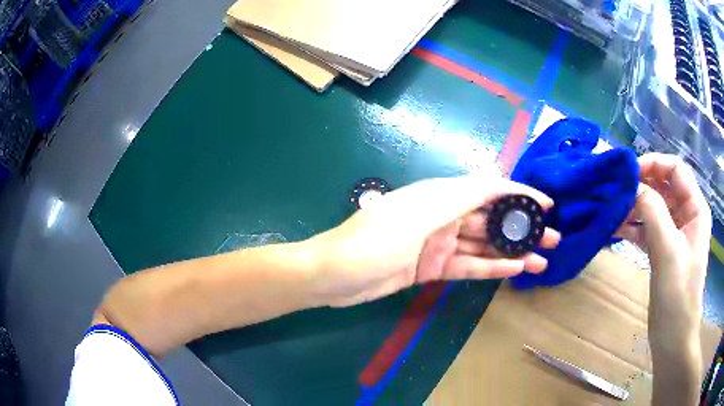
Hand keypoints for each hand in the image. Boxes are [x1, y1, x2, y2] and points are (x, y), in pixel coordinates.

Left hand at [308, 176, 560, 306]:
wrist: (335, 275)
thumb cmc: (373, 241)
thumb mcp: (419, 214)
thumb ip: (460, 197)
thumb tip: (497, 180)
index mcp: (439, 195)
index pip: (488, 189)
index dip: (519, 194)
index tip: (547, 203)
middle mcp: (443, 216)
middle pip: (491, 219)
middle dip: (522, 227)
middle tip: (553, 237)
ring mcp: (438, 244)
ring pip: (484, 245)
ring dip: (513, 252)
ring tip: (542, 259)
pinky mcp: (432, 268)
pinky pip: (468, 266)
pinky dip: (492, 268)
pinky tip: (516, 270)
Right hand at [615, 153, 710, 404]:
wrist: (672, 337)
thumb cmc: (678, 295)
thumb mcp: (668, 251)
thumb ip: (653, 213)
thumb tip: (633, 186)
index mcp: (695, 208)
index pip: (676, 169)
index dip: (654, 164)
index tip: (630, 173)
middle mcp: (686, 215)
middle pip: (663, 186)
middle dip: (641, 185)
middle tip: (616, 190)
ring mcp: (674, 233)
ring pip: (654, 206)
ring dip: (634, 206)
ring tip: (612, 211)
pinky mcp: (663, 249)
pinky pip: (647, 227)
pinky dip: (633, 226)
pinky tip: (616, 228)